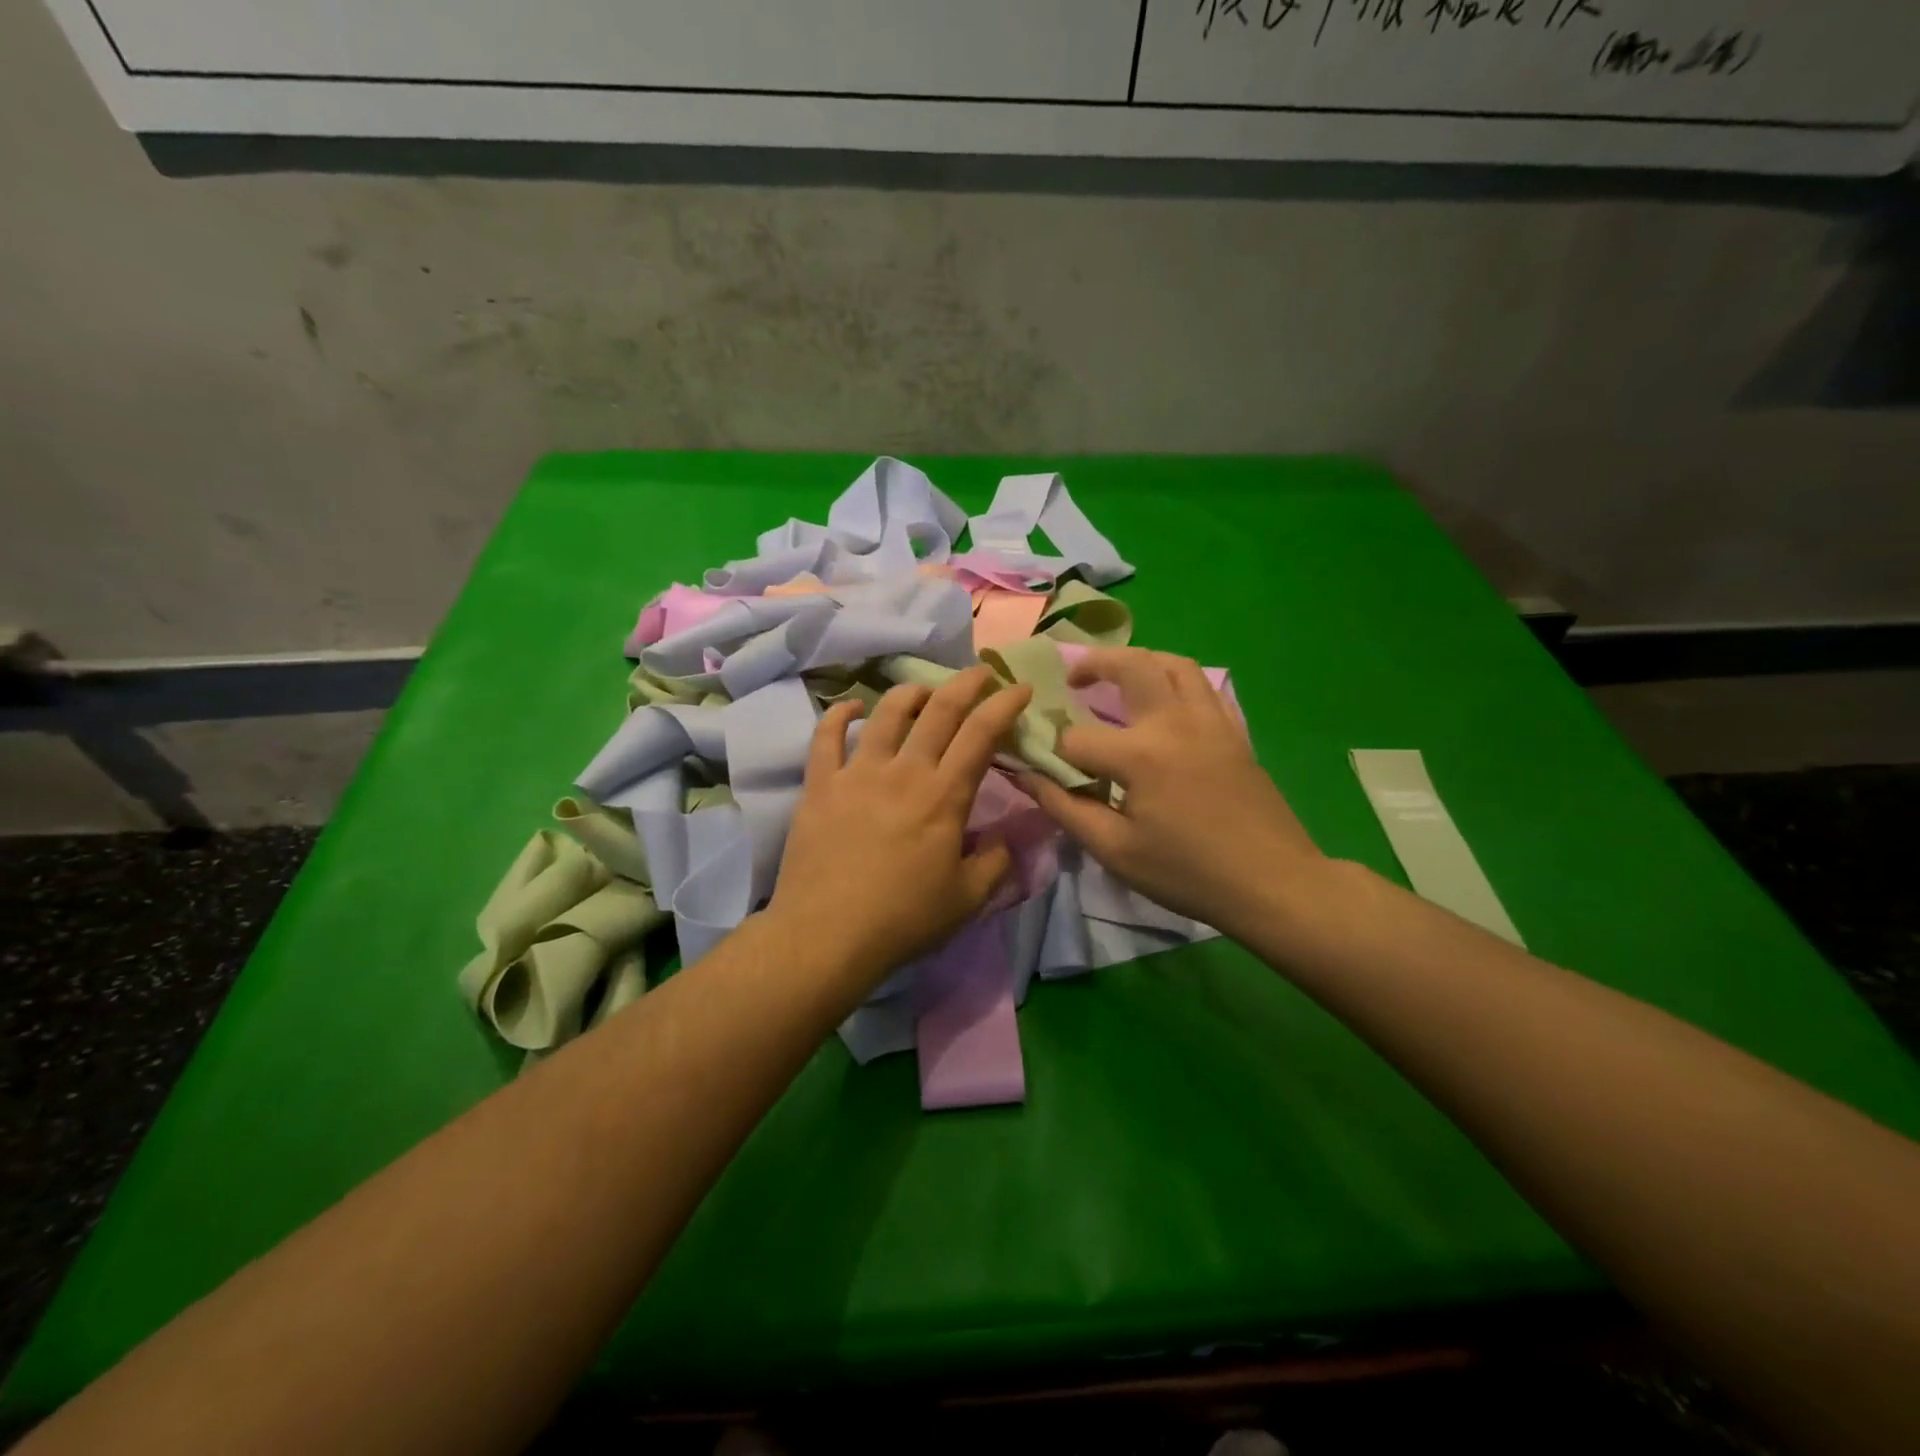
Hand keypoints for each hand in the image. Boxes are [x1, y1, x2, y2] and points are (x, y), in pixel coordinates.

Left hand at [769, 666, 1032, 994]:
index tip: (1020, 687)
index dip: (1005, 704)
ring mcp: (857, 773)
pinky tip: (852, 707)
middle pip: (939, 709)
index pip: (982, 733)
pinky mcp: (820, 785)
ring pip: (887, 712)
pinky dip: (840, 714)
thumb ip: (995, 863)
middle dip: (966, 683)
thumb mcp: (967, 900)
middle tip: (981, 673)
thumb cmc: (903, 920)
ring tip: (924, 690)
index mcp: (944, 796)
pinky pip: (826, 736)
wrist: (827, 936)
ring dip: (911, 692)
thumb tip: (1006, 838)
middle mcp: (903, 771)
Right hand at [1022, 648, 1324, 937]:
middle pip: (1131, 665)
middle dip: (1094, 664)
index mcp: (1140, 754)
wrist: (1272, 883)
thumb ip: (1064, 807)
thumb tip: (1023, 776)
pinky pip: (1204, 686)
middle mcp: (1175, 721)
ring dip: (1140, 661)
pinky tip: (1166, 703)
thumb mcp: (1115, 850)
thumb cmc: (1187, 872)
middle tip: (1073, 680)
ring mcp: (1211, 721)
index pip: (1076, 739)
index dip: (1050, 752)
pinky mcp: (1234, 731)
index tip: (1039, 766)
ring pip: (1175, 663)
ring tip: (1118, 677)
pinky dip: (1177, 681)